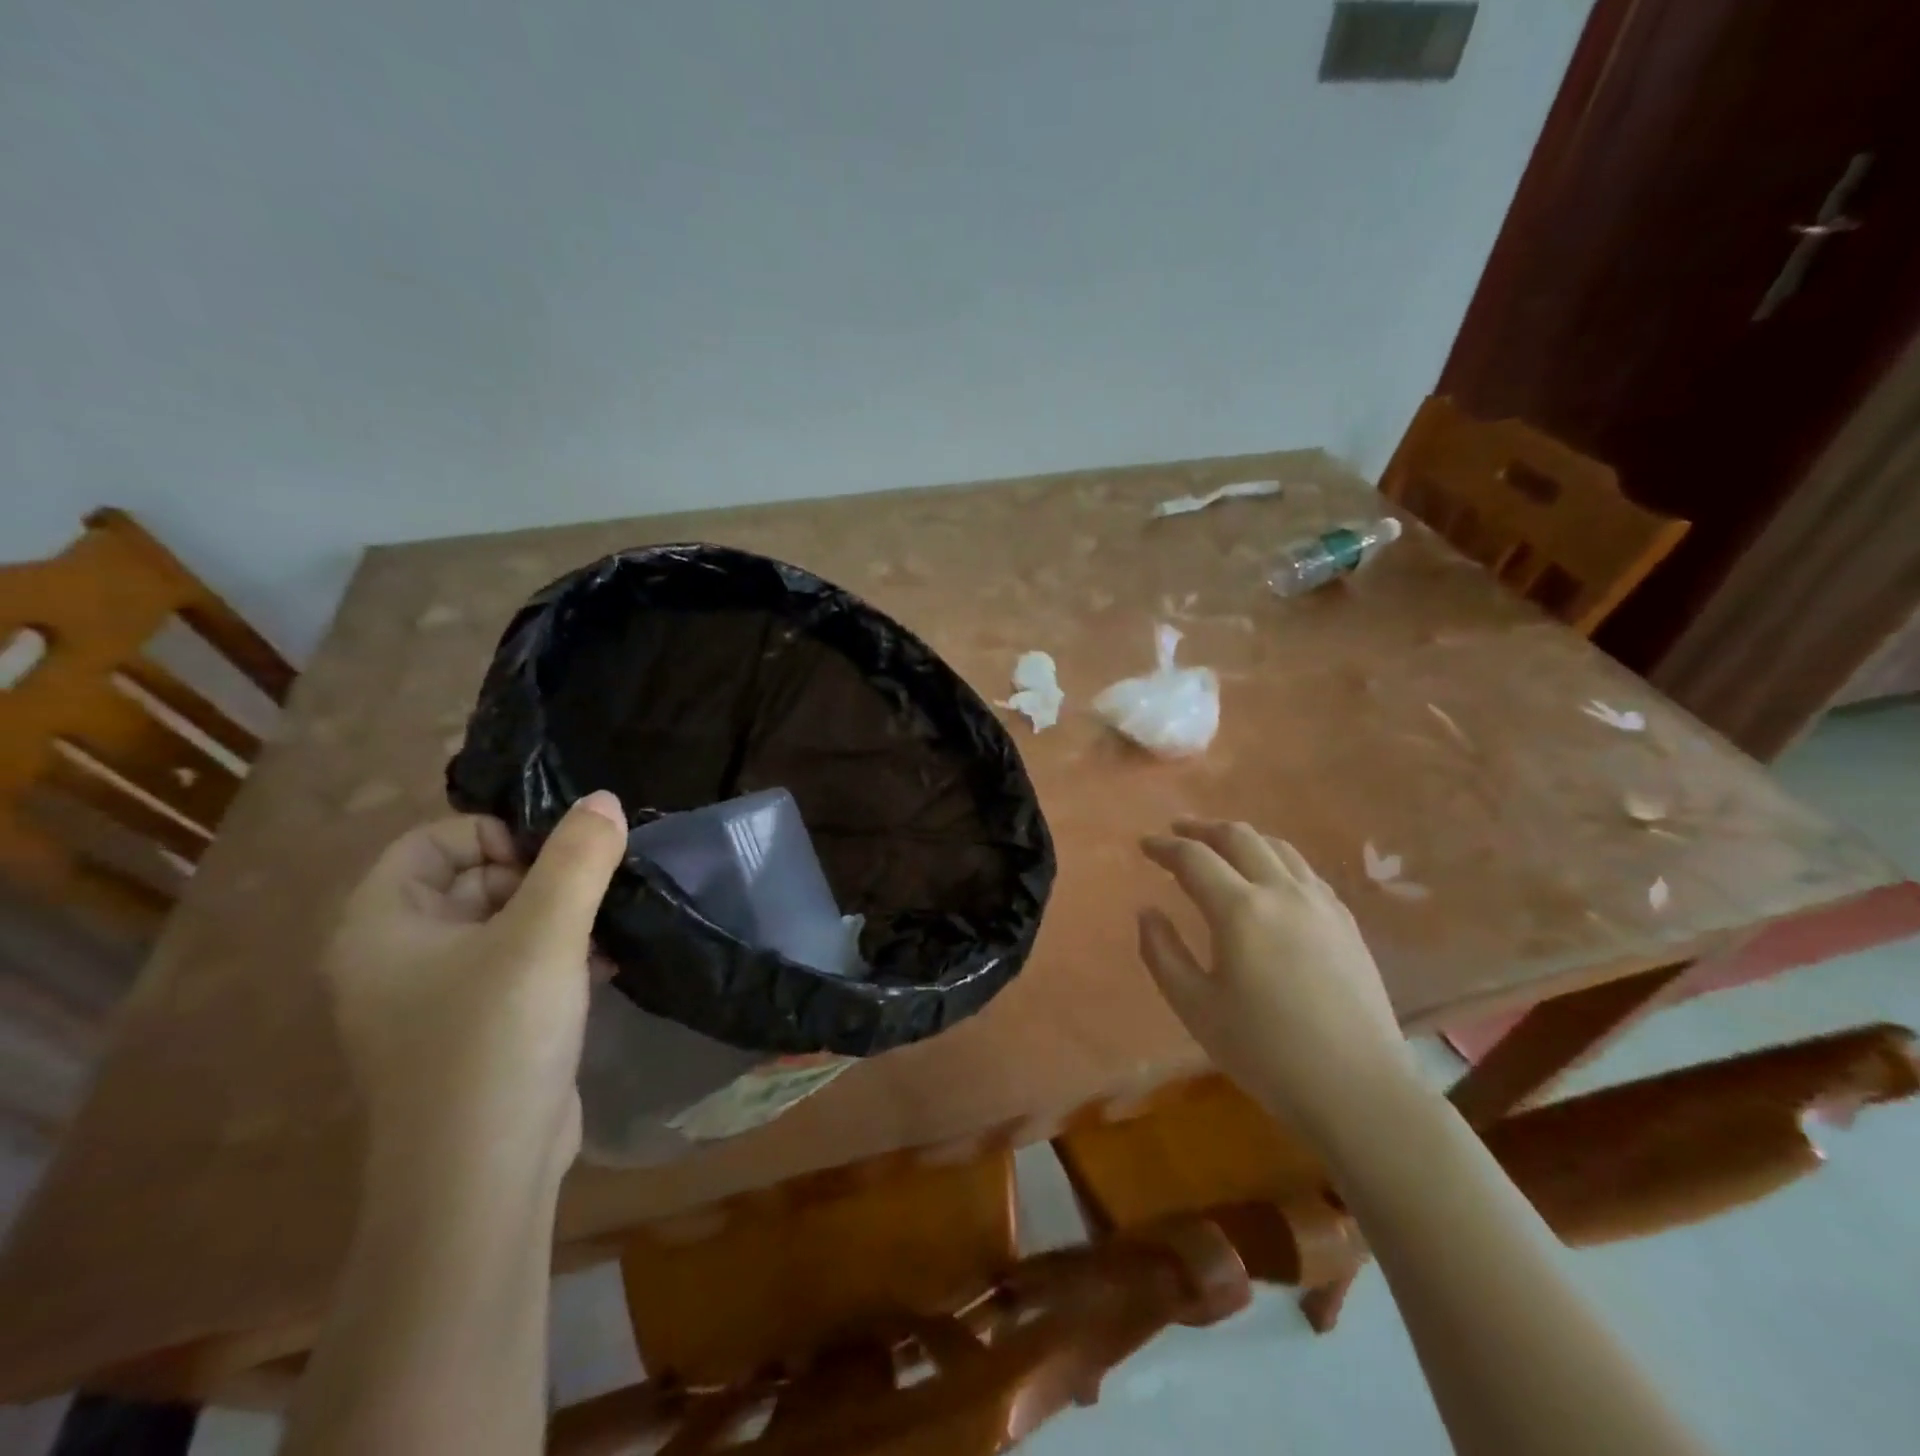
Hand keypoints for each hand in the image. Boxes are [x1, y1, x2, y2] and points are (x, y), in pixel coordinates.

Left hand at [320, 792, 627, 1184]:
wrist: (483, 1179)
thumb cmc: (496, 1039)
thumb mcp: (545, 935)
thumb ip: (578, 858)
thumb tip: (605, 798)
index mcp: (382, 924)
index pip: (436, 840)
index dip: (500, 833)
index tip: (562, 855)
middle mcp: (398, 955)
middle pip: (475, 877)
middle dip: (542, 875)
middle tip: (597, 888)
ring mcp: (438, 997)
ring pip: (506, 921)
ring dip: (561, 914)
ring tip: (610, 922)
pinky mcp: (479, 1027)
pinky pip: (519, 964)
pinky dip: (561, 952)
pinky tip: (607, 961)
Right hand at [1138, 820, 1418, 1139]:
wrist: (1358, 1089)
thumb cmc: (1265, 1052)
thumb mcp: (1195, 1008)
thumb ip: (1162, 953)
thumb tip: (1148, 911)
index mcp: (1240, 911)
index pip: (1194, 858)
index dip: (1164, 847)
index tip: (1144, 845)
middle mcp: (1282, 892)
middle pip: (1239, 837)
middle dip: (1202, 828)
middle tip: (1178, 831)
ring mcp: (1321, 903)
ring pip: (1277, 847)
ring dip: (1241, 838)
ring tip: (1220, 846)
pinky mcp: (1346, 922)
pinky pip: (1304, 870)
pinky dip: (1275, 859)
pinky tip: (1269, 878)